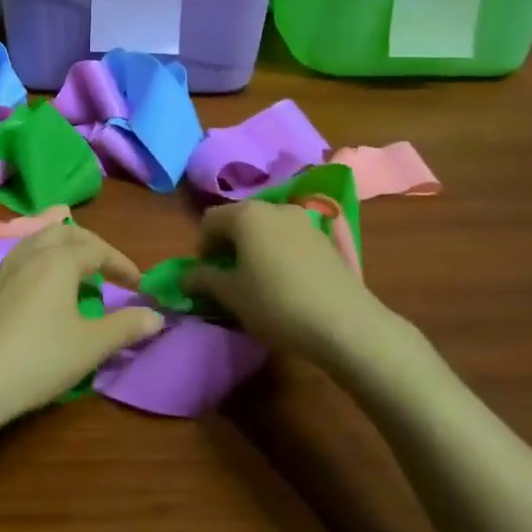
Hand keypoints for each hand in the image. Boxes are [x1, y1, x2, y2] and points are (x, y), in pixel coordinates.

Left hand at [0, 223, 165, 435]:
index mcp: (59, 259)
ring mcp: (6, 266)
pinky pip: (24, 254)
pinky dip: (44, 257)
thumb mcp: (90, 346)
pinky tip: (45, 285)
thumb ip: (126, 327)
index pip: (98, 249)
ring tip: (80, 270)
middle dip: (94, 247)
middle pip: (67, 234)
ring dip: (66, 247)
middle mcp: (31, 252)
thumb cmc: (38, 359)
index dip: (122, 264)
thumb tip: (157, 317)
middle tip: (112, 270)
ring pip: (41, 239)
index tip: (139, 284)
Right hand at [184, 200, 391, 364]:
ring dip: (254, 249)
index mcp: (246, 214)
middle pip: (239, 220)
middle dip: (228, 245)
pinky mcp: (325, 240)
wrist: (346, 324)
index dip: (201, 247)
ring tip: (257, 282)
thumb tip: (185, 276)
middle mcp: (274, 207)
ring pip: (266, 229)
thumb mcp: (231, 296)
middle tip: (228, 279)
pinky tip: (285, 284)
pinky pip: (289, 239)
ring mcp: (304, 221)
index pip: (209, 220)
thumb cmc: (276, 304)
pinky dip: (279, 254)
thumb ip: (203, 280)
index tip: (205, 276)